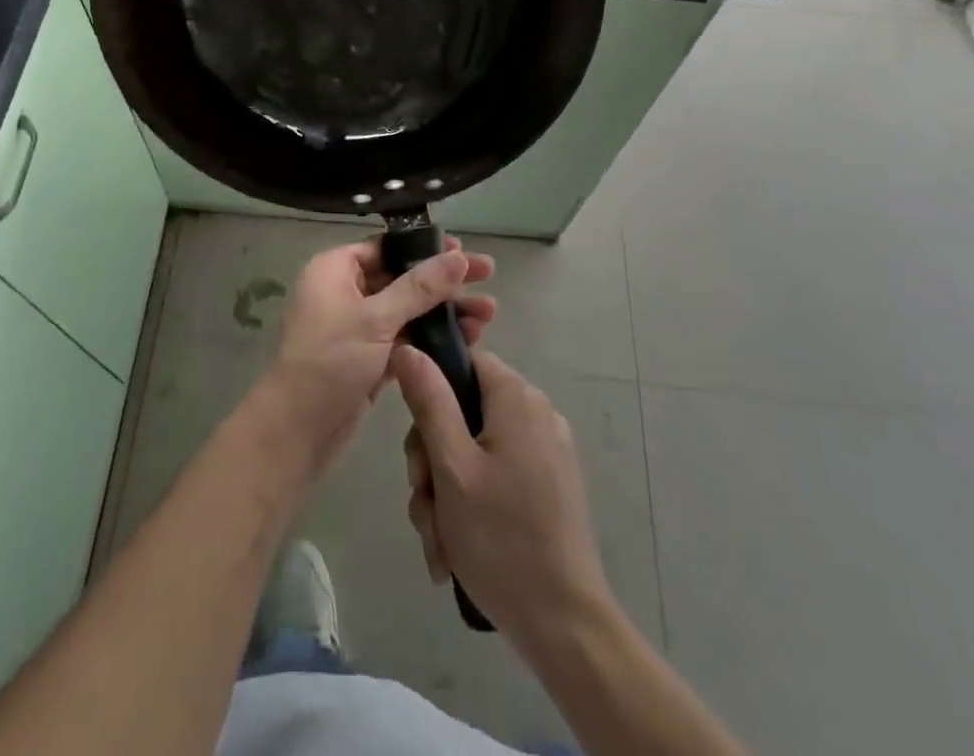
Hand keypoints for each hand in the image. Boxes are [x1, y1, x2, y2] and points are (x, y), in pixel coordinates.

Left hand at [256, 236, 495, 476]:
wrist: (295, 432)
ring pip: (407, 310)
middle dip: (443, 282)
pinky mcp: (368, 359)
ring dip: (444, 311)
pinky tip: (467, 341)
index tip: (464, 251)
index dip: (425, 247)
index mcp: (335, 269)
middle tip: (489, 276)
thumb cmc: (330, 362)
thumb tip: (458, 256)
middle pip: (401, 277)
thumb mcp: (376, 319)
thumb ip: (420, 288)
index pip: (386, 246)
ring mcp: (356, 328)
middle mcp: (344, 292)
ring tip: (489, 315)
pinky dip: (431, 339)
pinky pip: (405, 339)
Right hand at [394, 347, 613, 652]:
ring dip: (445, 493)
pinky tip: (455, 550)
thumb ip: (429, 401)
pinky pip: (496, 477)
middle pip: (463, 412)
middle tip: (424, 502)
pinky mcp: (549, 487)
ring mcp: (546, 452)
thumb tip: (408, 347)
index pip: (463, 362)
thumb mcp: (452, 466)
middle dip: (432, 460)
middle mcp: (536, 414)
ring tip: (439, 542)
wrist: (565, 626)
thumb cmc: (502, 538)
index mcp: (517, 398)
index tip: (416, 440)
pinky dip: (471, 505)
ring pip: (473, 451)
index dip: (431, 391)